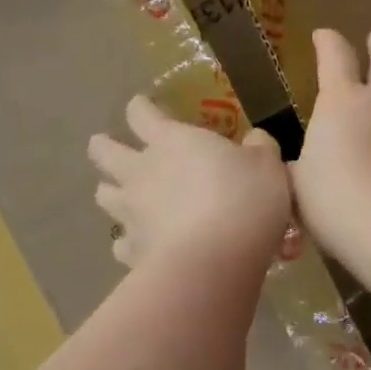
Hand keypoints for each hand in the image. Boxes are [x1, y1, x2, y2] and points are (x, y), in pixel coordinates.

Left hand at [88, 96, 290, 269]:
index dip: (141, 108)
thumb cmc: (243, 201)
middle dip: (104, 146)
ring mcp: (131, 212)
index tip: (145, 108)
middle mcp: (141, 171)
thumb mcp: (267, 166)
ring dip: (111, 191)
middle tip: (112, 149)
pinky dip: (128, 241)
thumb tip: (255, 139)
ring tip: (125, 196)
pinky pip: (121, 242)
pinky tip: (143, 245)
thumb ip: (259, 148)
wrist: (214, 261)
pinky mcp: (131, 251)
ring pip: (103, 194)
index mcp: (170, 141)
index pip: (140, 113)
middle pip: (103, 151)